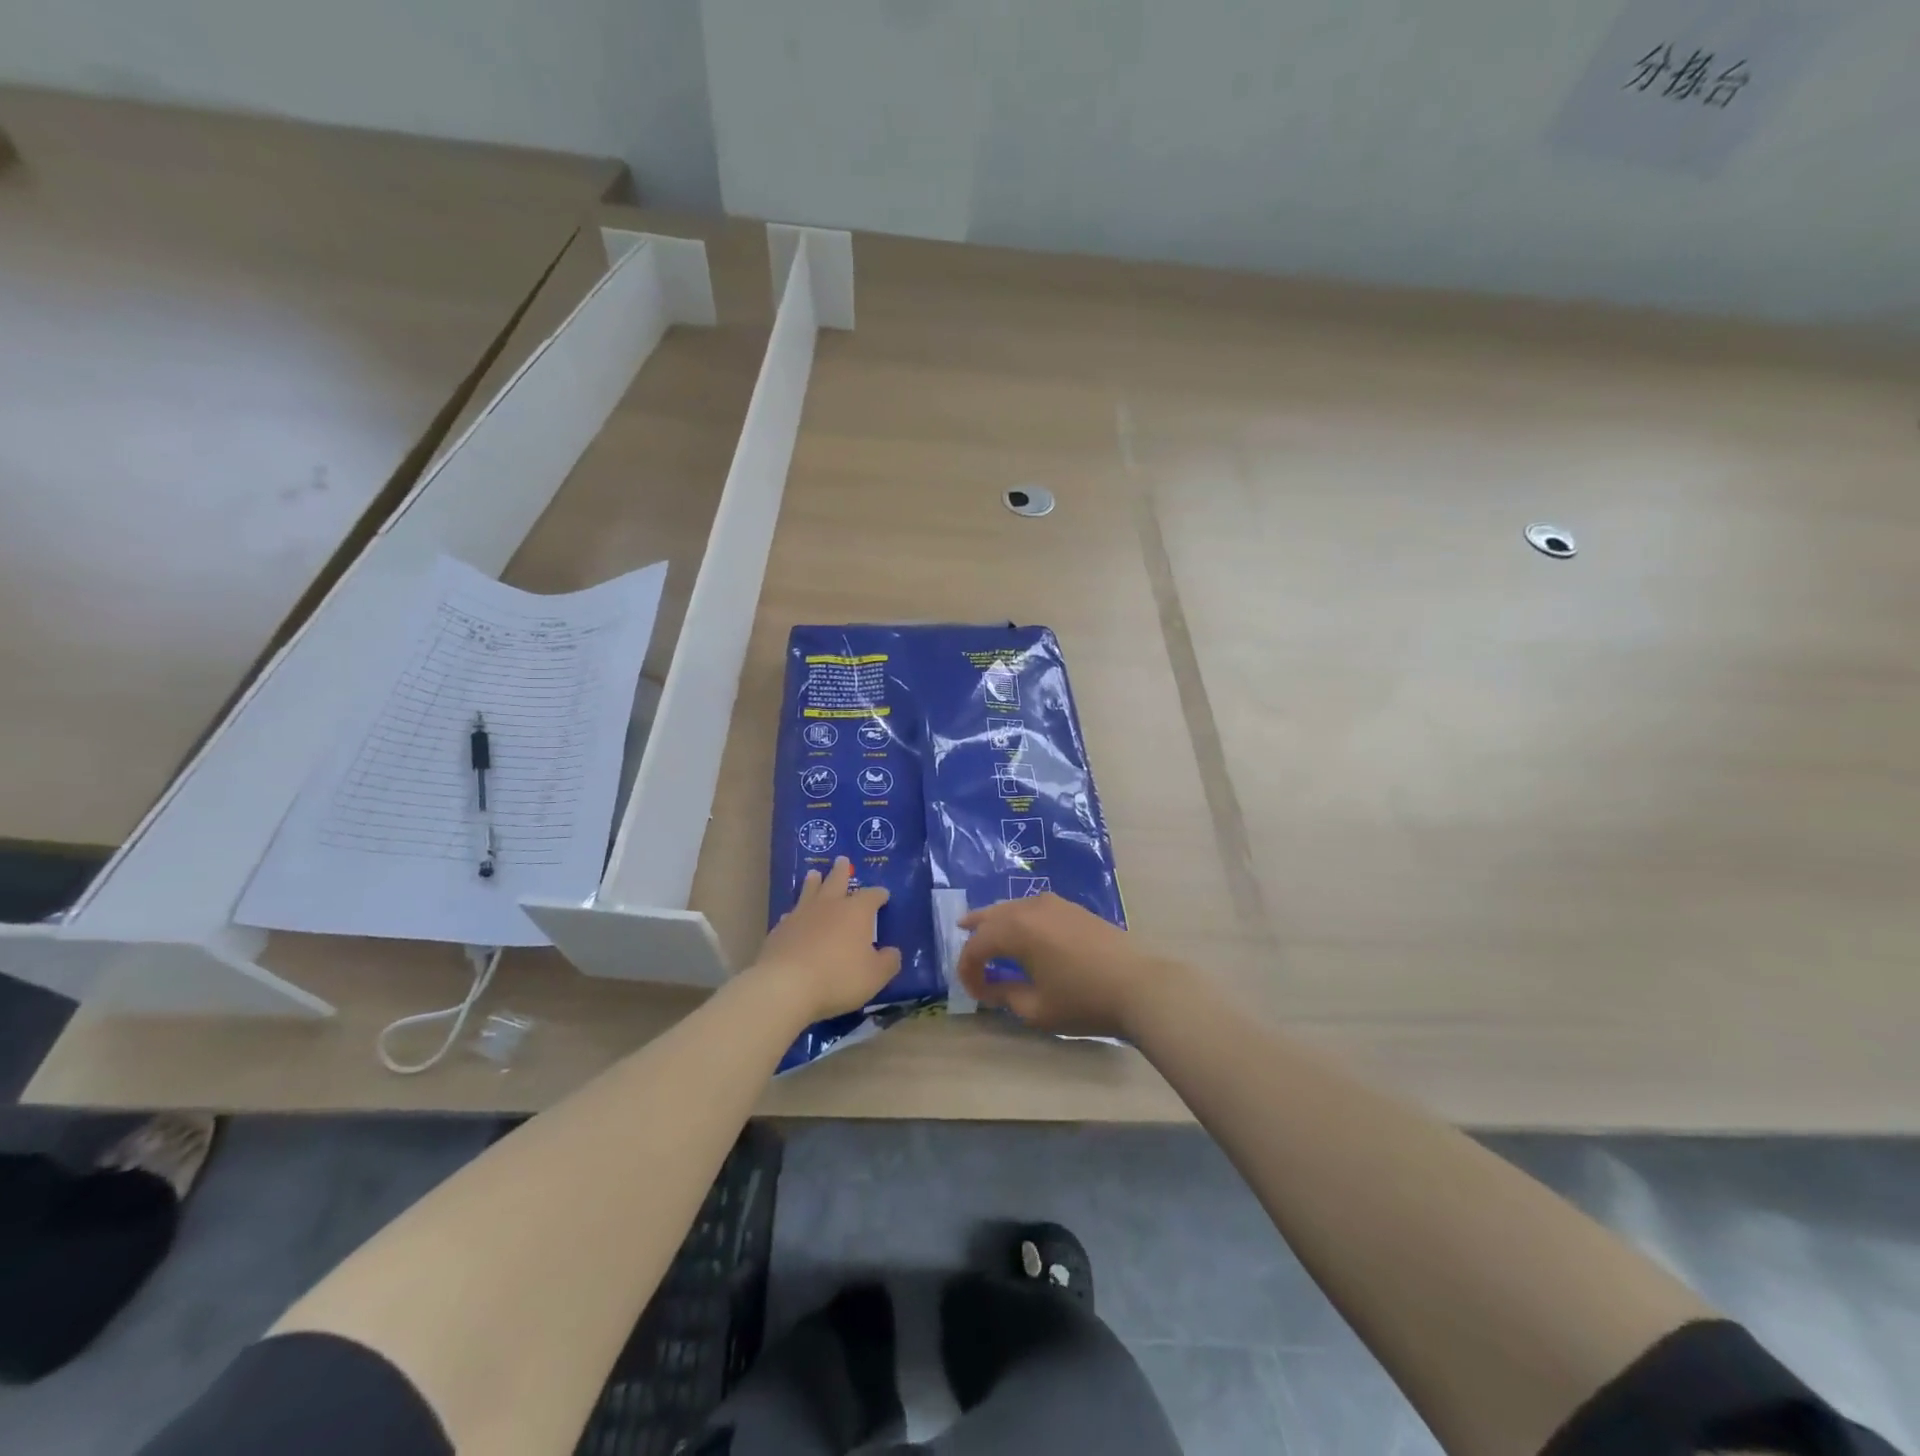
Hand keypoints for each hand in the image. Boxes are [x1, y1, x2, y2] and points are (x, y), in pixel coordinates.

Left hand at [749, 858, 900, 1024]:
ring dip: (814, 882)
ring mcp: (802, 915)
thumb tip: (893, 952)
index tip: (884, 895)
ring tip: (814, 874)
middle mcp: (829, 905)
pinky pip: (791, 914)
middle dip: (841, 871)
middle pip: (837, 881)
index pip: (872, 895)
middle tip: (842, 860)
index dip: (879, 894)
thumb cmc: (839, 977)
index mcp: (856, 912)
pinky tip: (793, 915)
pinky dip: (796, 912)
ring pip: (810, 891)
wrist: (786, 985)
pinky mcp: (780, 929)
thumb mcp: (875, 975)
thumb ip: (888, 962)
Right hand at [955, 893, 1172, 1038]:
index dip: (968, 970)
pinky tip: (1022, 928)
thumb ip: (1005, 995)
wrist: (1139, 986)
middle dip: (976, 929)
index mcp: (1016, 930)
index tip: (973, 992)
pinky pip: (1033, 907)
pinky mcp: (1073, 908)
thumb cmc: (1083, 1000)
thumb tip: (990, 987)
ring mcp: (1055, 904)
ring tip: (986, 926)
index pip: (978, 946)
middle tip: (959, 932)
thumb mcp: (1036, 1008)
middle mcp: (1030, 908)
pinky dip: (1019, 916)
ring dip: (997, 919)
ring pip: (1013, 907)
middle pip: (992, 915)